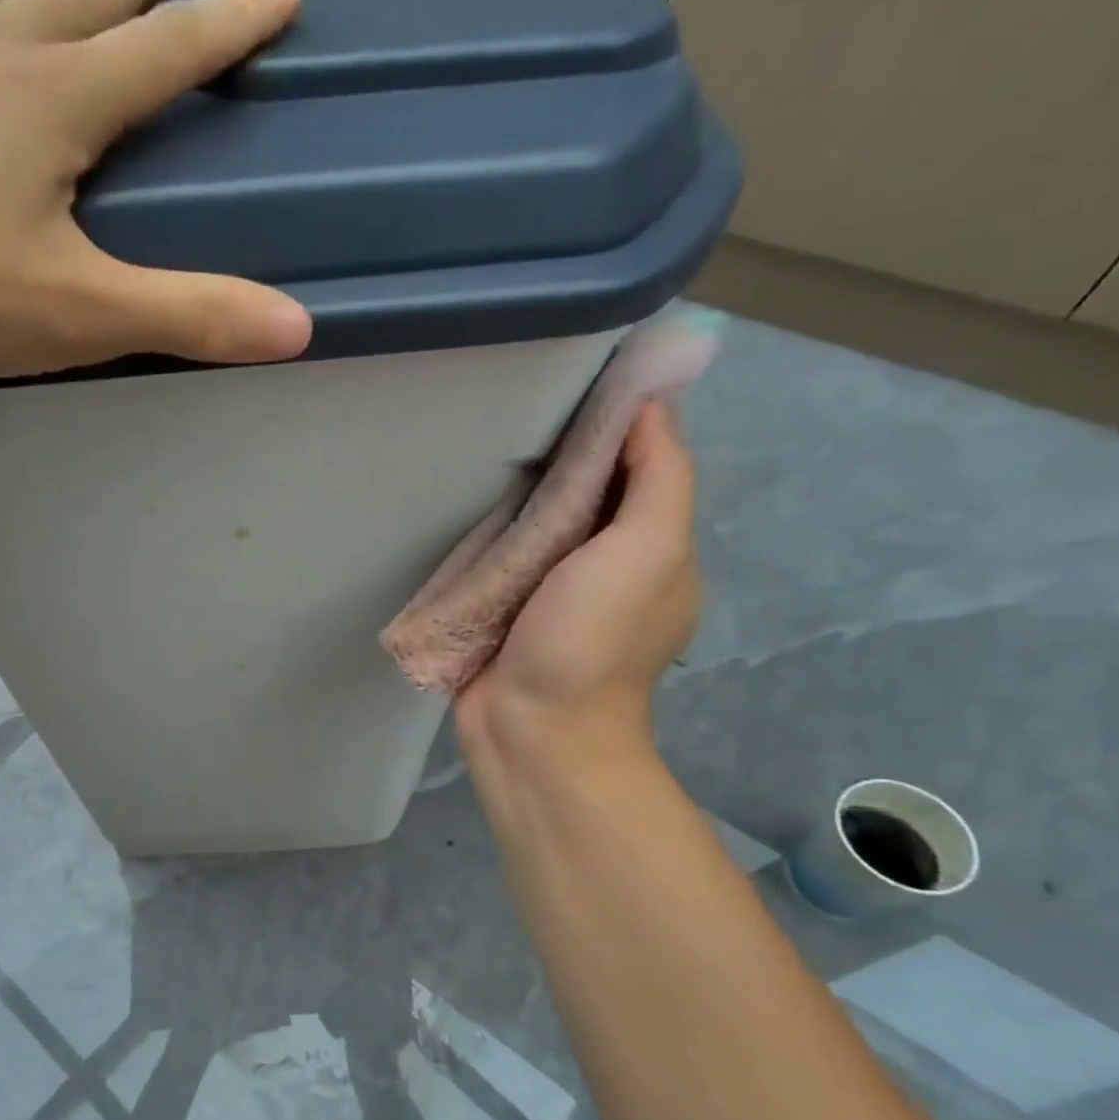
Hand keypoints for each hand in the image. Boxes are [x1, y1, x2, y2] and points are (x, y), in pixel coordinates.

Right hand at [455, 402, 701, 779]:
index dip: (614, 427)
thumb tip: (652, 405)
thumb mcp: (647, 550)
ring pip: (534, 529)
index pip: (639, 470)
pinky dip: (486, 538)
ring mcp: (548, 596)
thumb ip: (657, 478)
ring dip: (514, 499)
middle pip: (581, 497)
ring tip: (478, 455)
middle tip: (511, 418)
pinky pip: (496, 563)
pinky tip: (460, 511)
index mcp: (650, 550)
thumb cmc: (592, 641)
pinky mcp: (501, 615)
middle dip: (555, 460)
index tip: (574, 388)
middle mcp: (603, 569)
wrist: (531, 732)